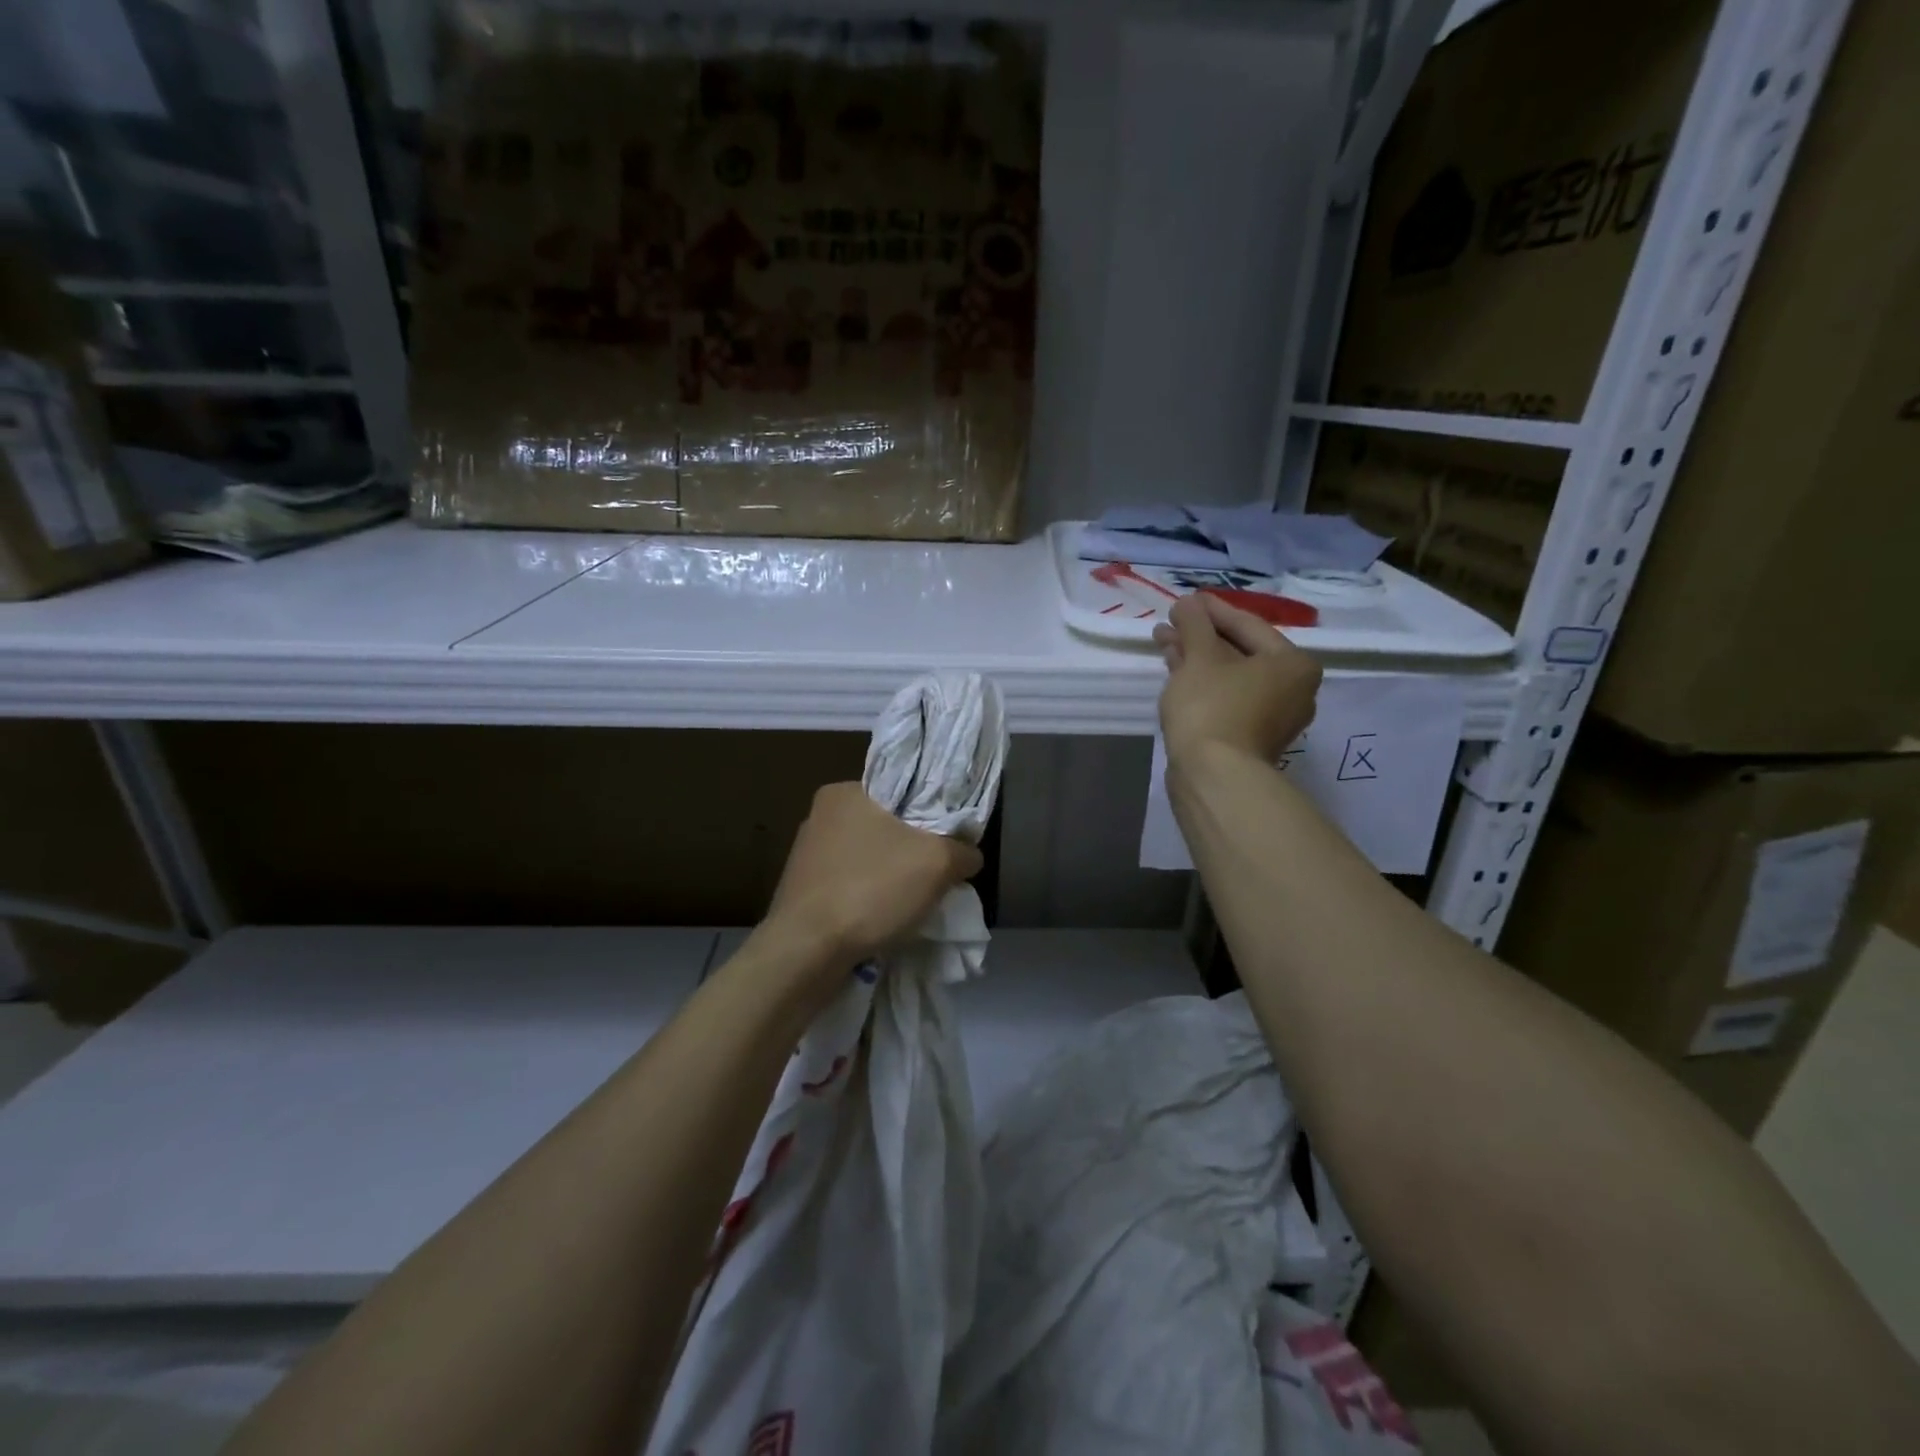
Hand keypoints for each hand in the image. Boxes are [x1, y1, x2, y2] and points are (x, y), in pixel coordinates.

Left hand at [761, 782, 983, 974]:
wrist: (806, 952)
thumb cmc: (870, 890)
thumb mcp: (938, 863)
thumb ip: (961, 850)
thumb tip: (968, 854)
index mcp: (845, 791)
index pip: (902, 790)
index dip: (932, 813)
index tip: (950, 840)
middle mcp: (820, 815)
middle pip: (887, 826)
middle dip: (913, 850)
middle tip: (938, 874)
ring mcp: (806, 855)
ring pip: (868, 858)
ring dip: (890, 877)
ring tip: (913, 902)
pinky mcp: (802, 890)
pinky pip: (849, 885)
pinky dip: (869, 898)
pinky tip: (883, 919)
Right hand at [1155, 593, 1322, 763]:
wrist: (1213, 775)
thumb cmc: (1213, 706)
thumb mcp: (1200, 657)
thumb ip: (1194, 624)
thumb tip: (1188, 603)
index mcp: (1293, 664)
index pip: (1248, 625)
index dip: (1211, 610)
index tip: (1184, 600)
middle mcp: (1293, 689)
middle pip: (1240, 651)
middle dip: (1201, 636)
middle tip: (1170, 623)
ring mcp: (1272, 717)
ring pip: (1230, 676)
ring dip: (1197, 658)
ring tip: (1164, 644)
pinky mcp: (1249, 737)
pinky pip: (1227, 697)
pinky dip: (1203, 683)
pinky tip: (1176, 671)